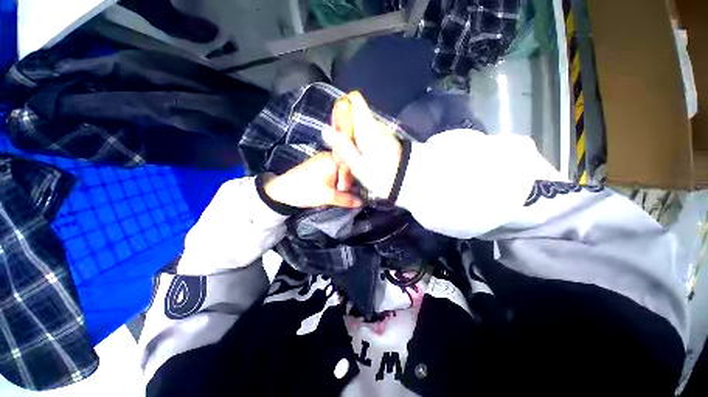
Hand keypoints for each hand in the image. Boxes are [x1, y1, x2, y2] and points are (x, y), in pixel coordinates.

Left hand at [263, 152, 361, 208]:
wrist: (282, 190)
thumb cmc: (305, 191)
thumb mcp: (327, 197)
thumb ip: (346, 199)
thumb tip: (361, 203)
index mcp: (333, 160)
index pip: (352, 170)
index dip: (352, 184)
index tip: (353, 194)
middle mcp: (329, 156)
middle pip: (347, 171)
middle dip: (346, 185)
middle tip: (344, 196)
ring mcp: (323, 159)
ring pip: (340, 172)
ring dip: (340, 184)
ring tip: (335, 194)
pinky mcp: (319, 165)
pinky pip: (333, 172)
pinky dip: (335, 181)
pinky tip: (331, 190)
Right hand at [330, 91, 402, 198]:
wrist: (406, 181)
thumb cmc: (382, 176)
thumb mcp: (358, 165)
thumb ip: (342, 146)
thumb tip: (326, 130)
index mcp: (368, 127)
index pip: (354, 99)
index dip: (341, 109)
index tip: (338, 129)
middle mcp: (375, 125)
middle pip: (354, 116)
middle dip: (344, 131)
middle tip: (343, 152)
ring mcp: (381, 131)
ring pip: (359, 127)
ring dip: (351, 140)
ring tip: (352, 160)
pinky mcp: (384, 139)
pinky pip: (367, 135)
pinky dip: (360, 144)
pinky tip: (362, 160)